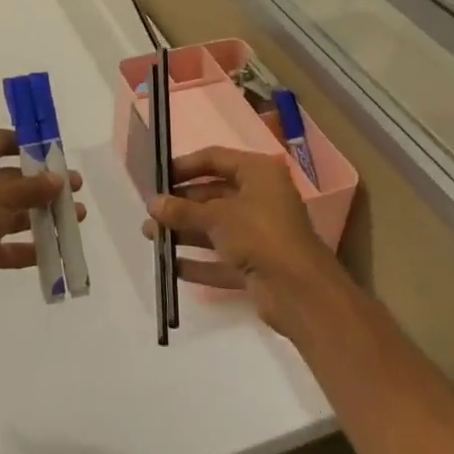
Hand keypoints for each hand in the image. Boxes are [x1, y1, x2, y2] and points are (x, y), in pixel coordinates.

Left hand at [0, 129, 85, 326]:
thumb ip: (31, 188)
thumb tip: (59, 179)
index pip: (0, 141)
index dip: (27, 144)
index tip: (57, 151)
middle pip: (12, 179)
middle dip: (43, 184)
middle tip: (75, 188)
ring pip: (14, 212)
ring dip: (43, 215)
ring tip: (76, 217)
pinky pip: (9, 246)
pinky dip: (30, 247)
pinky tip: (57, 249)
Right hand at [144, 146, 345, 336]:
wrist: (302, 294)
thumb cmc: (260, 235)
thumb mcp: (217, 216)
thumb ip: (183, 210)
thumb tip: (152, 204)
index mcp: (258, 173)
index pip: (215, 159)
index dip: (185, 166)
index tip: (158, 176)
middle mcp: (260, 198)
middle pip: (213, 194)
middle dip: (180, 204)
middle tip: (150, 210)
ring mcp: (259, 233)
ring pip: (215, 227)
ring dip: (184, 231)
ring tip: (150, 236)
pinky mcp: (257, 265)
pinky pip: (222, 258)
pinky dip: (199, 262)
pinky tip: (172, 265)